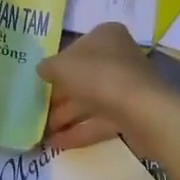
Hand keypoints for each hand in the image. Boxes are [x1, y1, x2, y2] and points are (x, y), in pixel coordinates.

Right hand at [39, 22, 157, 149]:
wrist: (143, 112)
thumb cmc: (99, 76)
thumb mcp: (62, 66)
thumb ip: (48, 67)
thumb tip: (42, 70)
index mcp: (106, 36)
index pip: (76, 48)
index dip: (57, 65)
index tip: (41, 81)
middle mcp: (118, 57)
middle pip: (82, 76)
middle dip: (59, 96)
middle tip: (36, 110)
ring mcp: (126, 87)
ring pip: (90, 101)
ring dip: (65, 116)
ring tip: (40, 132)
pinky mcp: (131, 114)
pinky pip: (99, 121)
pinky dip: (78, 131)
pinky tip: (55, 144)